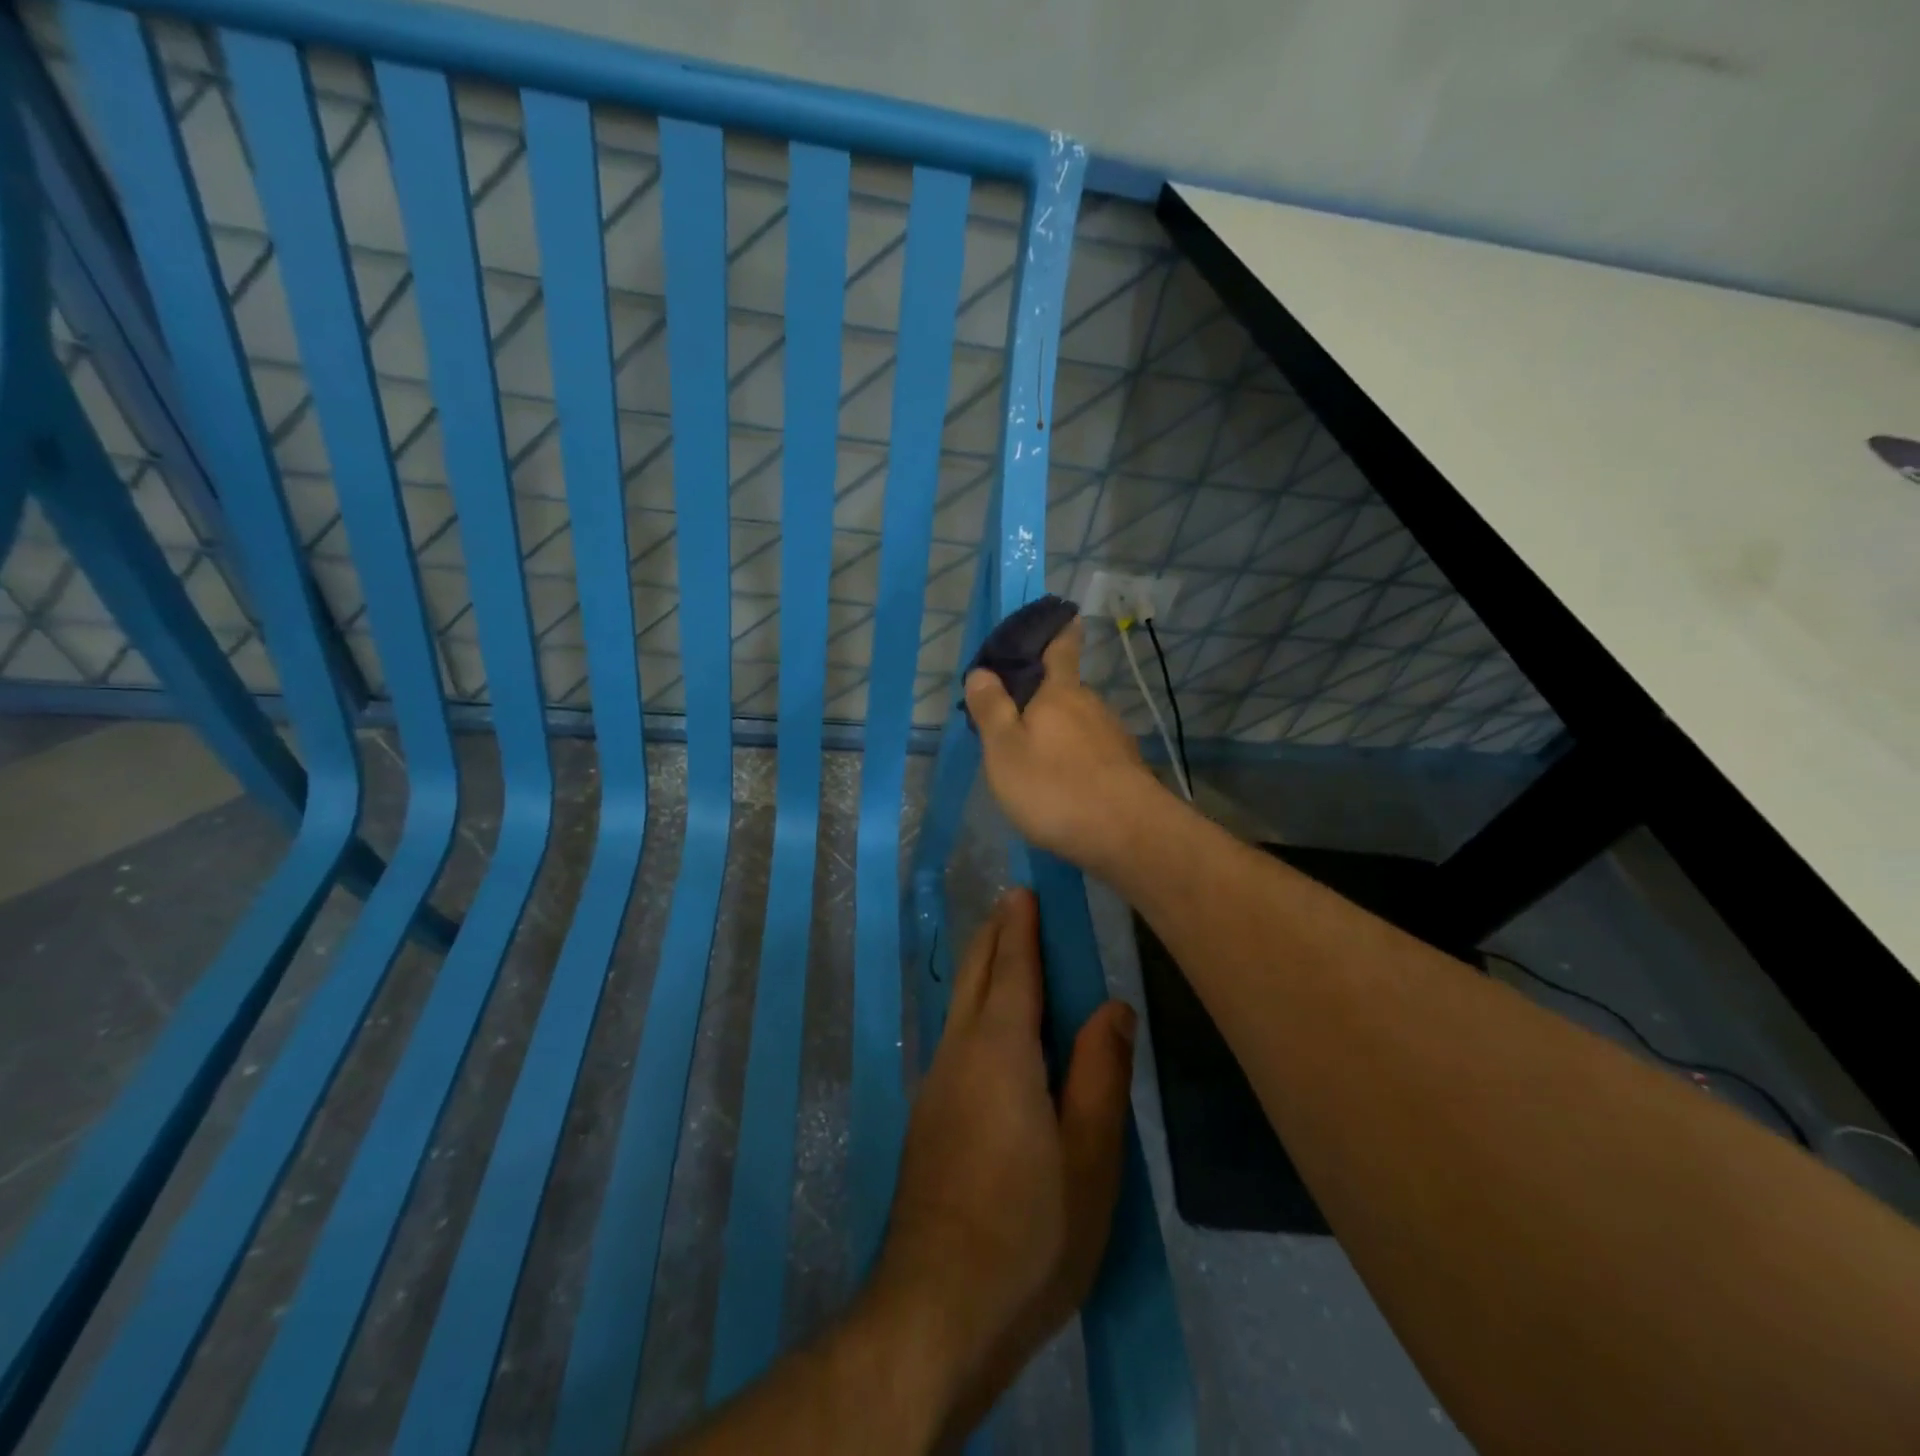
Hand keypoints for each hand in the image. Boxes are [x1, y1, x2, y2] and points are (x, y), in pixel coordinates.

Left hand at [872, 889, 1136, 1442]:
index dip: (1020, 928)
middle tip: (1012, 904)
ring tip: (1003, 949)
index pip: (1012, 970)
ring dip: (981, 969)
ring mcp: (935, 1085)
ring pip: (959, 1006)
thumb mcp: (1090, 1158)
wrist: (936, 1307)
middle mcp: (959, 1053)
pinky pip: (955, 1037)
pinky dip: (973, 1007)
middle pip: (975, 976)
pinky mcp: (928, 1118)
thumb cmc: (1030, 1231)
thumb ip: (1099, 1074)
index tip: (1024, 890)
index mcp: (1000, 1051)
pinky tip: (988, 1025)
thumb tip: (1111, 1006)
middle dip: (993, 936)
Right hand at [963, 618, 1164, 871]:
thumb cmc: (1055, 788)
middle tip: (1014, 715)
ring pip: (1079, 723)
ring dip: (1058, 730)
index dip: (1059, 631)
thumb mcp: (1005, 750)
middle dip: (1044, 695)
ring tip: (1034, 755)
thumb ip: (992, 710)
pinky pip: (1092, 751)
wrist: (1127, 835)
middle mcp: (1092, 706)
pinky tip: (1063, 782)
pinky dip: (1075, 757)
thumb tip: (981, 671)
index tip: (1065, 615)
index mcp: (1060, 693)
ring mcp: (1113, 737)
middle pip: (1066, 690)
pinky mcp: (1125, 768)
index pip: (1061, 649)